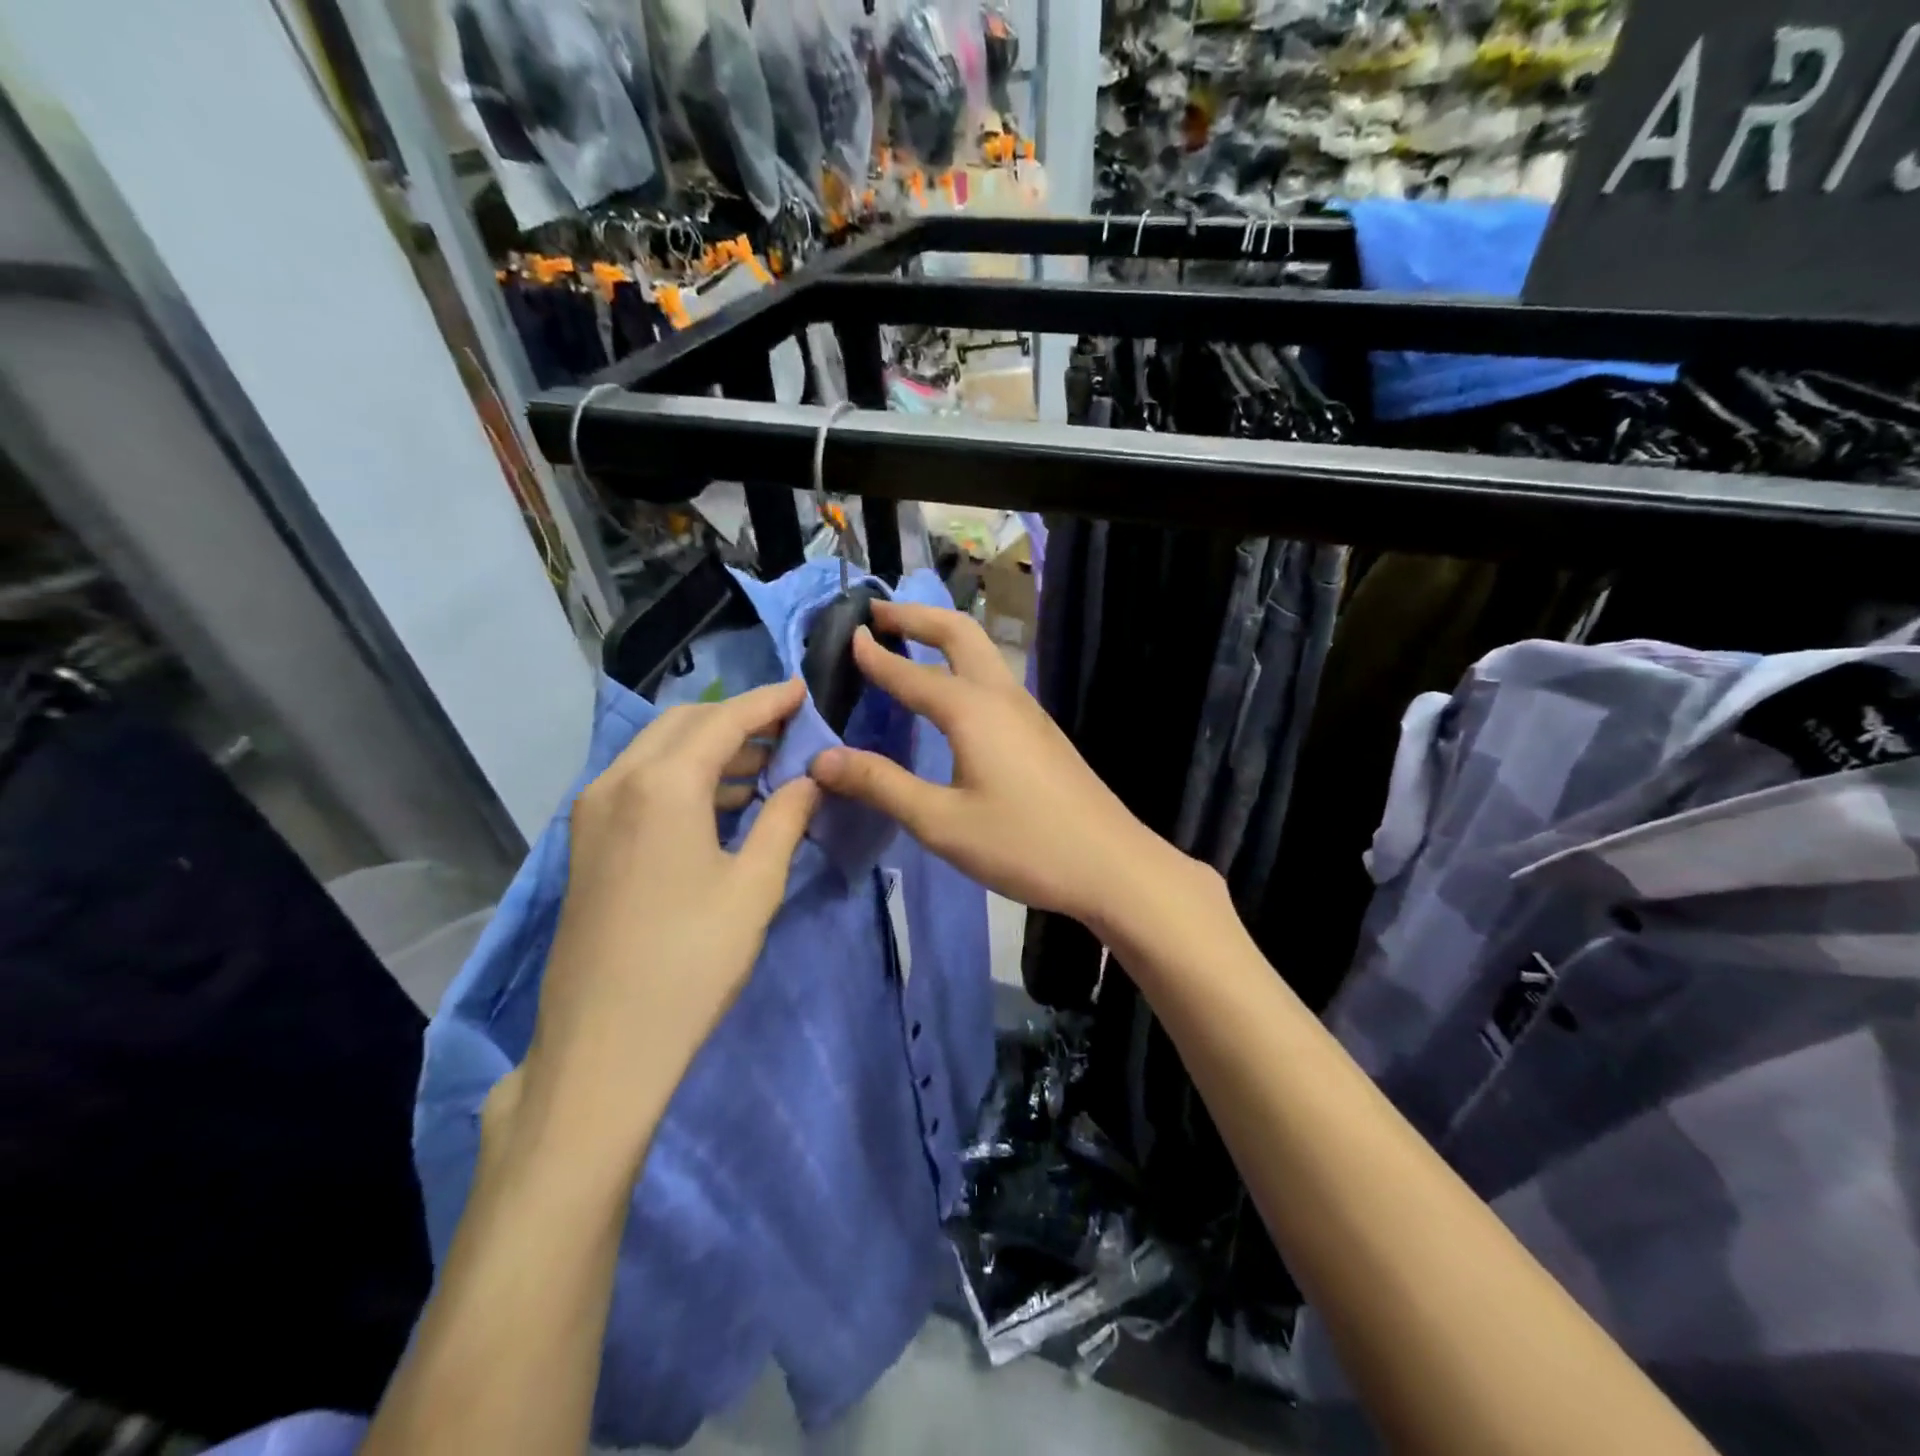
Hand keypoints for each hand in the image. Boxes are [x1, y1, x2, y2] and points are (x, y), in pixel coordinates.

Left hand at [516, 680, 819, 1162]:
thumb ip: (785, 818)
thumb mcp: (755, 886)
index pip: (724, 720)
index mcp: (662, 784)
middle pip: (683, 724)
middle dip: (737, 717)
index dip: (768, 701)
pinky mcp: (586, 841)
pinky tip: (719, 802)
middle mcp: (618, 781)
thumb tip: (808, 780)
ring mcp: (593, 811)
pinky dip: (682, 775)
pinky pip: (638, 782)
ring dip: (709, 747)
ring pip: (656, 751)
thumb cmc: (692, 961)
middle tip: (787, 728)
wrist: (603, 1045)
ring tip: (763, 764)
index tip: (802, 688)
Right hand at [808, 602, 1192, 932]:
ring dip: (943, 636)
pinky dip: (962, 665)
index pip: (912, 673)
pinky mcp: (1041, 732)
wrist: (1111, 865)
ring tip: (909, 641)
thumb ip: (881, 785)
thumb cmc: (1023, 844)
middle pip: (959, 634)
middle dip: (917, 617)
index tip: (846, 636)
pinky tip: (951, 695)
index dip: (876, 656)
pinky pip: (993, 680)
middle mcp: (1002, 697)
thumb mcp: (941, 822)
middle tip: (878, 614)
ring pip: (982, 653)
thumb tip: (821, 759)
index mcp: (973, 711)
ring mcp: (1028, 712)